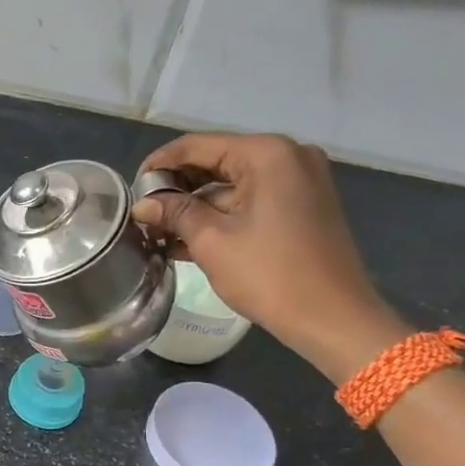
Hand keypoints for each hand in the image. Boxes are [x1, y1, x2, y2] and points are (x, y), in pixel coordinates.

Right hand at [132, 133, 410, 379]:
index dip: (159, 165)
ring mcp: (299, 182)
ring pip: (232, 184)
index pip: (198, 146)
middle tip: (144, 213)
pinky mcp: (301, 207)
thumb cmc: (270, 274)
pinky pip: (251, 200)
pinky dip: (221, 215)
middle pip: (216, 161)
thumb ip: (175, 213)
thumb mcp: (212, 241)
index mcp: (267, 154)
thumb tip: (142, 205)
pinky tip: (186, 239)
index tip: (131, 189)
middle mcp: (287, 157)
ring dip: (195, 206)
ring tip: (158, 230)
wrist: (333, 319)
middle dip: (177, 187)